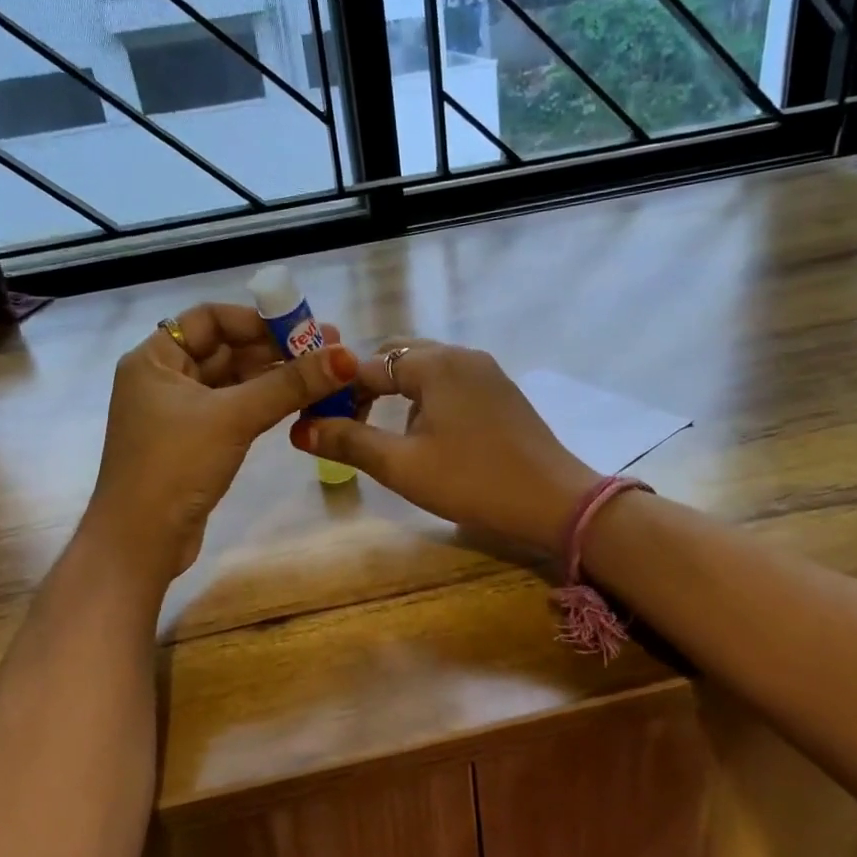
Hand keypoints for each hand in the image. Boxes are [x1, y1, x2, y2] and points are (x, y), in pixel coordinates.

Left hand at [86, 304, 356, 576]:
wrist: (141, 543)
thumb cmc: (175, 466)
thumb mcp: (234, 418)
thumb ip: (291, 384)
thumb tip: (346, 356)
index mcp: (155, 359)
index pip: (210, 319)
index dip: (257, 320)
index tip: (302, 328)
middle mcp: (164, 378)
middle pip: (226, 349)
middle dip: (276, 349)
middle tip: (329, 351)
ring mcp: (179, 412)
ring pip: (234, 381)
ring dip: (276, 377)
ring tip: (325, 375)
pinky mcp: (195, 442)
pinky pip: (235, 409)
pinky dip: (265, 403)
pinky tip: (300, 403)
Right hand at [290, 341, 597, 554]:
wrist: (555, 502)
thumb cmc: (473, 482)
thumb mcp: (403, 466)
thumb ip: (350, 442)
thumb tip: (301, 429)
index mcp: (435, 364)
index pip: (368, 366)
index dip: (336, 393)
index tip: (317, 424)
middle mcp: (461, 355)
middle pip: (397, 357)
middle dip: (366, 387)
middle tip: (347, 425)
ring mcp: (486, 371)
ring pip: (425, 369)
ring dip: (396, 393)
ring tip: (384, 435)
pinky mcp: (501, 391)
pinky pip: (450, 382)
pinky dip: (426, 399)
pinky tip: (427, 435)